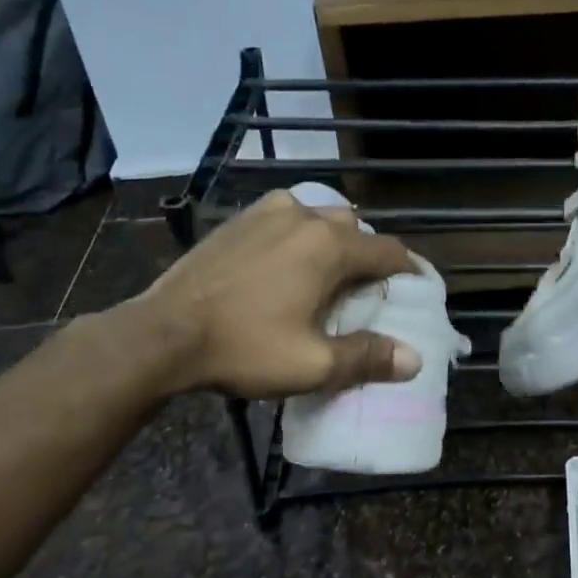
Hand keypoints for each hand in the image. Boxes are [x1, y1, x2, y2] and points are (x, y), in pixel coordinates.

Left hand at [116, 191, 421, 397]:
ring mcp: (269, 212)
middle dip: (367, 257)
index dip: (408, 271)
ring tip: (326, 274)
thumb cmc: (244, 347)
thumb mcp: (312, 364)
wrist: (163, 333)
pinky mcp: (240, 219)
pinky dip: (299, 233)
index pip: (388, 251)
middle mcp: (306, 217)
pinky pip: (286, 216)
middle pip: (356, 231)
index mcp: (330, 246)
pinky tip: (286, 260)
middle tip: (365, 293)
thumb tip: (412, 359)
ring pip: (320, 217)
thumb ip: (366, 357)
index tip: (414, 291)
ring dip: (333, 241)